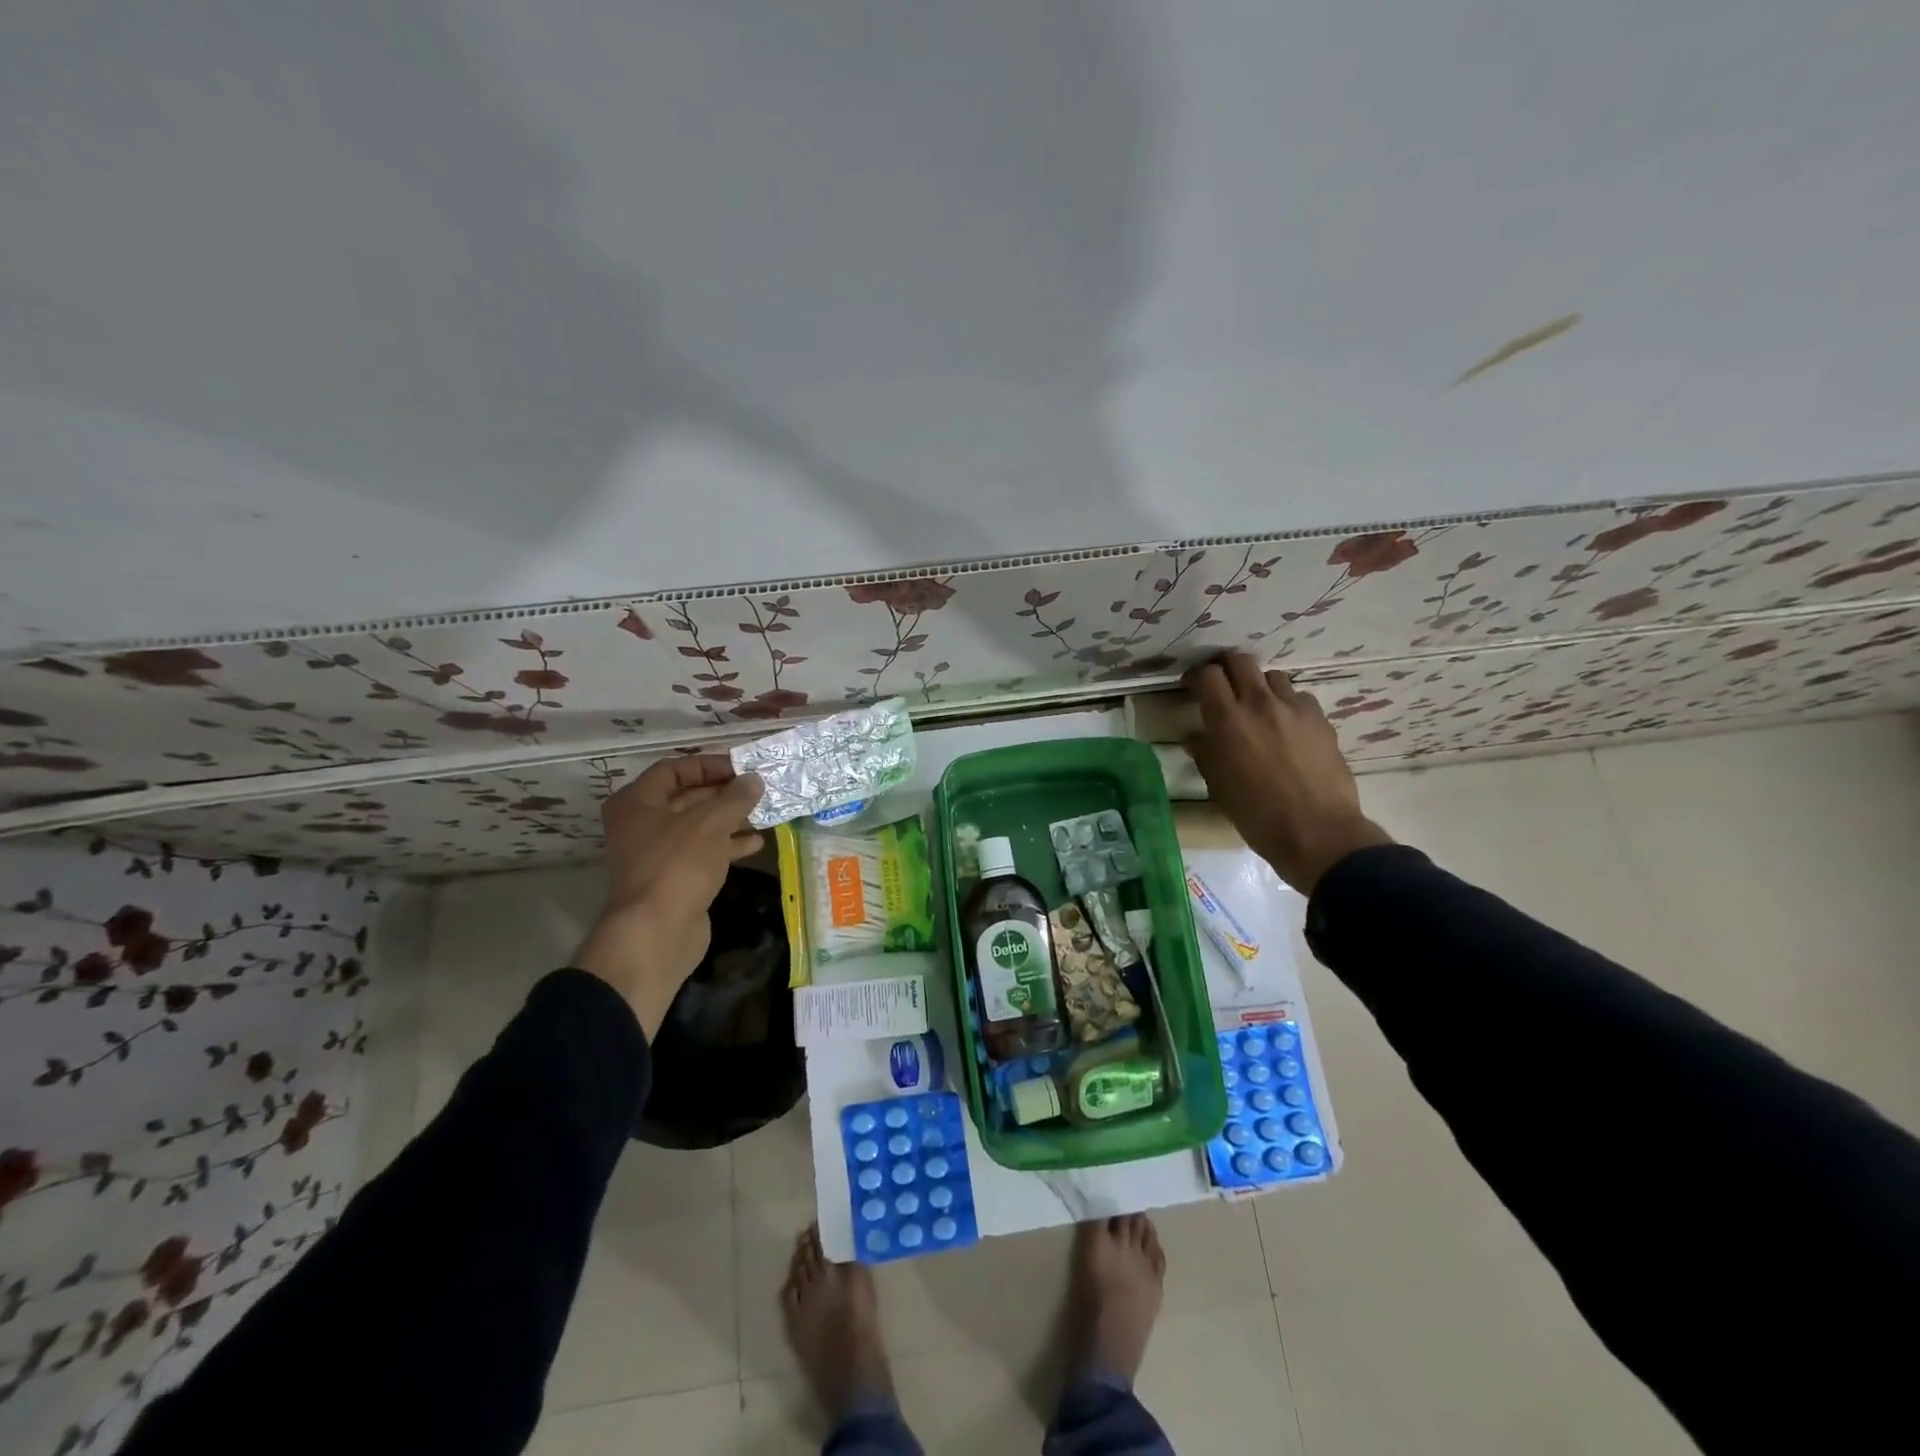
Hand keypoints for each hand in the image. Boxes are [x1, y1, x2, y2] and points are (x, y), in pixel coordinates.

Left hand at [573, 755, 764, 1034]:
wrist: (656, 932)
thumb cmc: (678, 864)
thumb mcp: (712, 822)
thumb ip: (736, 797)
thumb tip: (754, 779)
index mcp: (637, 802)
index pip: (674, 769)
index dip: (709, 764)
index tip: (743, 767)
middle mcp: (641, 824)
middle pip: (686, 797)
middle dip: (723, 792)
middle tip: (758, 788)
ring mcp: (656, 854)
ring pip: (697, 827)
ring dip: (729, 818)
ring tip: (763, 812)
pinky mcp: (672, 879)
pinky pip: (702, 852)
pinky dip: (726, 845)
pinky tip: (756, 843)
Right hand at [1182, 652, 1392, 894]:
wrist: (1316, 832)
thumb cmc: (1256, 814)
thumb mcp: (1218, 787)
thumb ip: (1204, 754)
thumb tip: (1194, 738)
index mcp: (1228, 720)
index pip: (1207, 675)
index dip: (1196, 676)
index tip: (1192, 687)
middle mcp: (1260, 704)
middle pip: (1240, 661)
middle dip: (1226, 668)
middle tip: (1222, 686)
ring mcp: (1295, 709)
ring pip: (1273, 677)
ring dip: (1259, 686)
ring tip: (1257, 707)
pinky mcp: (1321, 720)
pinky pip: (1300, 698)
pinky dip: (1288, 705)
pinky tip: (1287, 726)